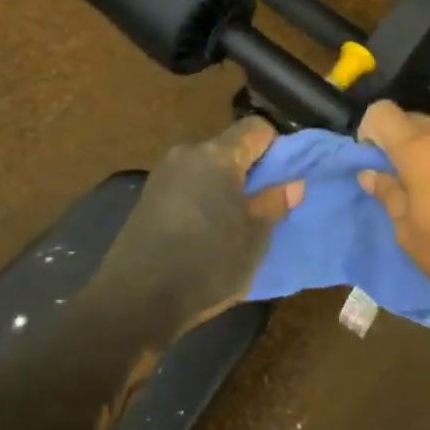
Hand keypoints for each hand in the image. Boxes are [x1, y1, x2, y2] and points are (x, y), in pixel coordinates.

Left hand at [95, 118, 303, 334]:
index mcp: (217, 155)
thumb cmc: (207, 263)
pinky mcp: (146, 198)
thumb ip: (274, 204)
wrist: (135, 301)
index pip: (255, 128)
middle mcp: (187, 154)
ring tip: (234, 221)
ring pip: (206, 168)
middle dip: (249, 169)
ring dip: (223, 186)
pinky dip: (201, 199)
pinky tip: (204, 232)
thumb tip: (294, 183)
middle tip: (263, 203)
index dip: (276, 146)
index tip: (283, 176)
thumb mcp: (254, 238)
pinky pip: (186, 186)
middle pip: (228, 147)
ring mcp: (162, 175)